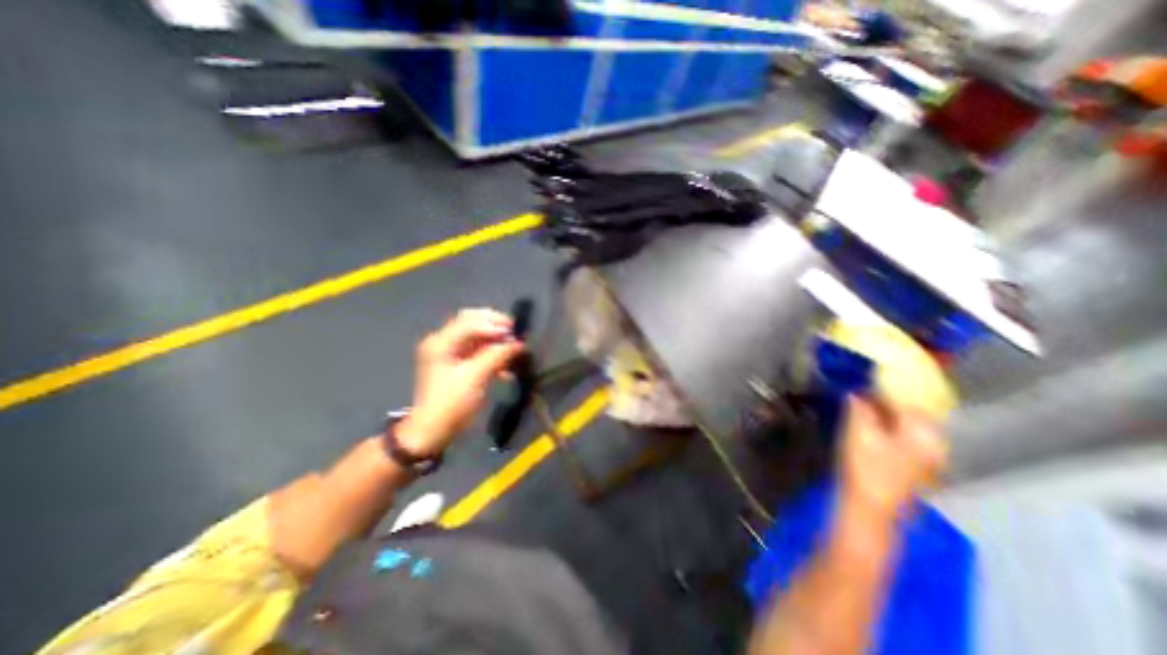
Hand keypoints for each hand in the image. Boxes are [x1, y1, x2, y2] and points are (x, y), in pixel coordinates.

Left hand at [404, 310, 526, 455]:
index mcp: (441, 342)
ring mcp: (450, 353)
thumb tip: (518, 343)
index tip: (515, 333)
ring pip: (478, 337)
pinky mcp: (458, 364)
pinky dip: (493, 355)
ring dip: (496, 342)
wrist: (434, 431)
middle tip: (515, 334)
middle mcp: (444, 342)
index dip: (493, 324)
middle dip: (496, 327)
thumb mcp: (476, 377)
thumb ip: (497, 355)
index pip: (470, 321)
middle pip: (473, 323)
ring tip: (514, 351)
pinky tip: (506, 368)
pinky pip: (479, 351)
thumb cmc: (452, 403)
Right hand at [839, 396, 946, 519]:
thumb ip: (860, 408)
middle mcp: (934, 443)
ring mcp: (928, 458)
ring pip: (911, 426)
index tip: (869, 377)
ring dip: (891, 413)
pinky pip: (907, 437)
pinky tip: (876, 425)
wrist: (870, 508)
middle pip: (915, 412)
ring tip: (868, 403)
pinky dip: (892, 427)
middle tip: (866, 387)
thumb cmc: (866, 467)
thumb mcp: (858, 432)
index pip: (911, 399)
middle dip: (891, 399)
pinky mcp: (917, 467)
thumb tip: (857, 390)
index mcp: (924, 433)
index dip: (889, 386)